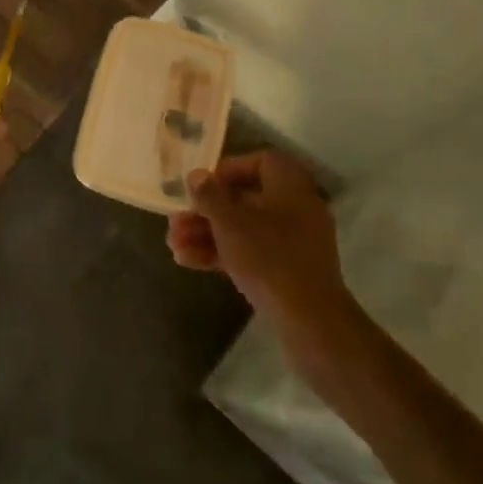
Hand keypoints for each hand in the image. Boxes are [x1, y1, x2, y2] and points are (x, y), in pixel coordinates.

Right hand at [166, 150, 352, 328]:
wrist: (309, 321)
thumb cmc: (269, 257)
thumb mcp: (230, 222)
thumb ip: (209, 195)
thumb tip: (197, 175)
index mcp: (290, 187)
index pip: (261, 162)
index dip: (228, 170)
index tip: (203, 186)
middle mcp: (296, 210)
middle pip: (245, 200)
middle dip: (206, 211)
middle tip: (176, 220)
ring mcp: (293, 244)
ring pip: (244, 230)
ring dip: (207, 234)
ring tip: (173, 244)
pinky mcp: (288, 273)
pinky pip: (251, 253)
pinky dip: (222, 254)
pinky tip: (187, 261)